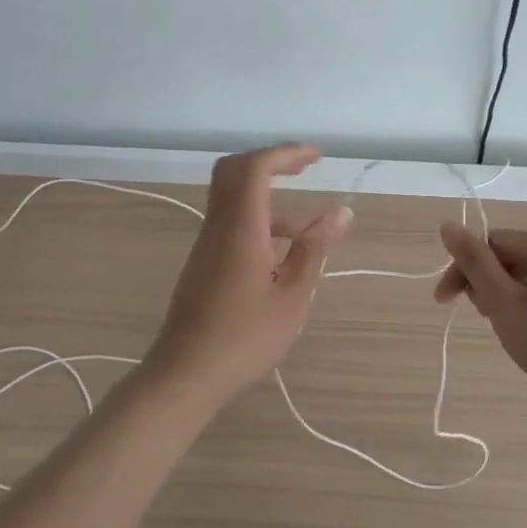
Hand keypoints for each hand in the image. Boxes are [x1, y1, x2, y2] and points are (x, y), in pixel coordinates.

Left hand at [144, 146, 350, 398]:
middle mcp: (218, 227)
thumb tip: (341, 212)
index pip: (256, 168)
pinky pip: (230, 223)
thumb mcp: (292, 297)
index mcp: (241, 229)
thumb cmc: (244, 339)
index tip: (317, 158)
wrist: (185, 374)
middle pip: (234, 171)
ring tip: (308, 234)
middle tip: (304, 170)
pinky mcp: (203, 262)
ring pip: (233, 199)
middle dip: (271, 161)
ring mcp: (206, 244)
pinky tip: (282, 257)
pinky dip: (258, 222)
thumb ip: (314, 250)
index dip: (286, 154)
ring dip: (269, 199)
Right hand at [435, 226, 526, 406]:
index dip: (463, 270)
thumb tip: (447, 224)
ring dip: (508, 301)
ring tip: (513, 334)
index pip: (490, 243)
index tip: (445, 303)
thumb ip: (474, 263)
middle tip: (489, 321)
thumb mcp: (504, 303)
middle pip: (510, 259)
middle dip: (488, 287)